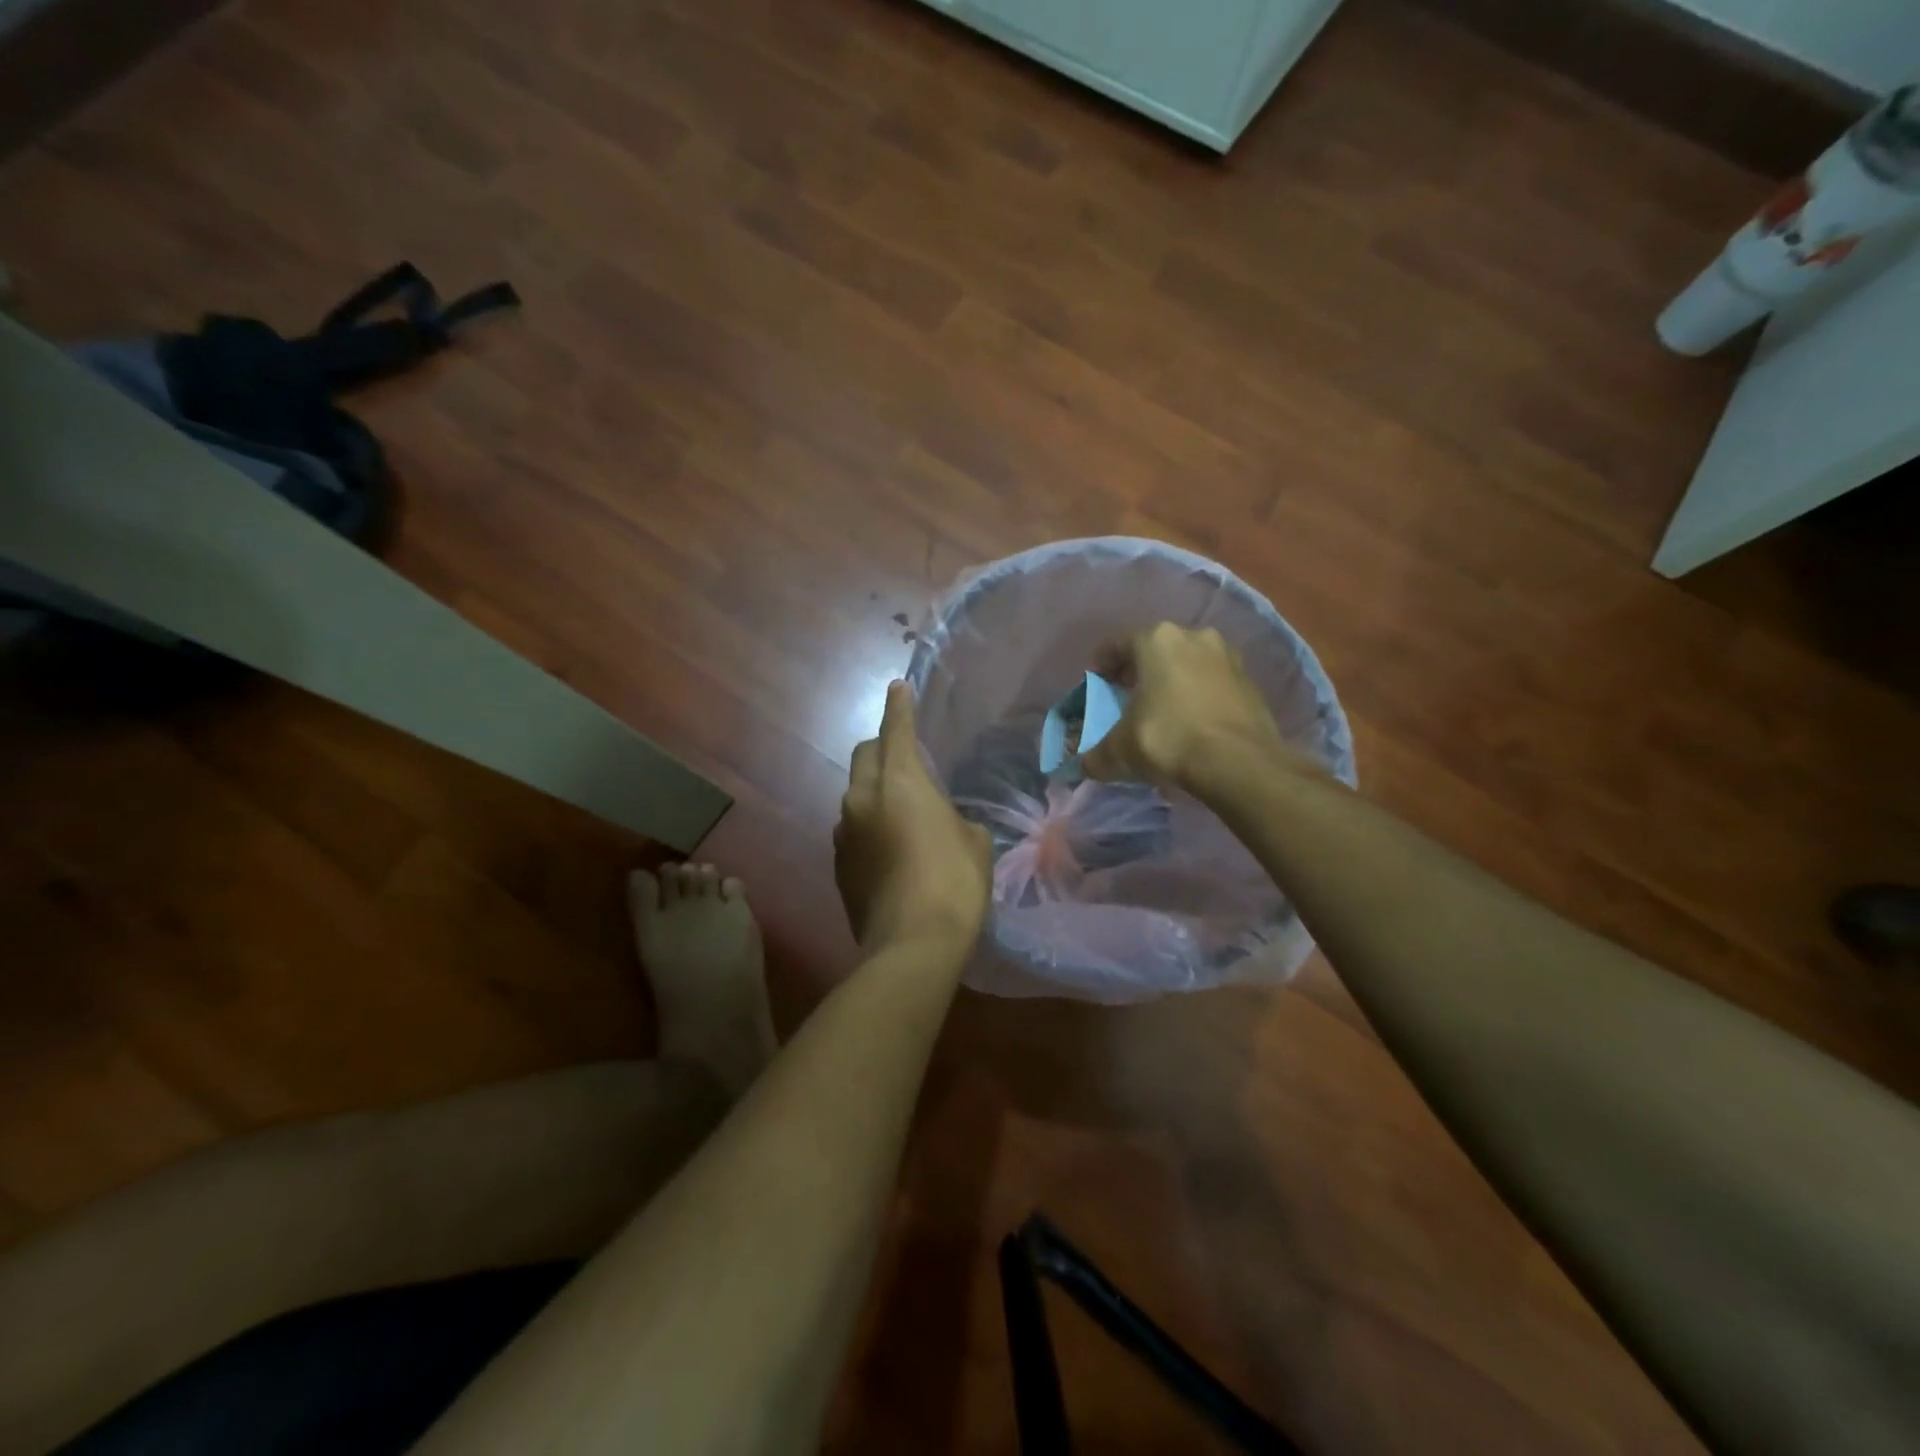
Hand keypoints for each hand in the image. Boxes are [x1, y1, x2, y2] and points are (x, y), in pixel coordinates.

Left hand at [835, 681, 991, 955]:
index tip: (898, 687)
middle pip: (864, 755)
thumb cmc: (954, 883)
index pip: (896, 730)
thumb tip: (943, 822)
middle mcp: (862, 798)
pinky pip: (851, 828)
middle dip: (882, 746)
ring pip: (854, 794)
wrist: (911, 945)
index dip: (899, 706)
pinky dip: (868, 825)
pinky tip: (889, 850)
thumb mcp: (974, 842)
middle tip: (904, 757)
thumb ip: (954, 818)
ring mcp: (844, 832)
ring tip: (900, 812)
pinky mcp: (837, 864)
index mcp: (900, 782)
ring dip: (873, 791)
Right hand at [1084, 623, 1314, 791]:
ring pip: (1189, 664)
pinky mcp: (1251, 683)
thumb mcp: (1118, 751)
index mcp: (1157, 640)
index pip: (1118, 644)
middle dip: (1140, 671)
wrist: (1238, 763)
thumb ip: (1095, 755)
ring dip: (1173, 681)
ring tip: (1162, 710)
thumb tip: (1085, 766)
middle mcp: (1194, 637)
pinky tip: (1192, 722)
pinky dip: (1199, 696)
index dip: (1102, 665)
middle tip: (1127, 696)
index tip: (1096, 684)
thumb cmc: (1168, 739)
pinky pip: (1213, 684)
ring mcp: (1228, 657)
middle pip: (1156, 650)